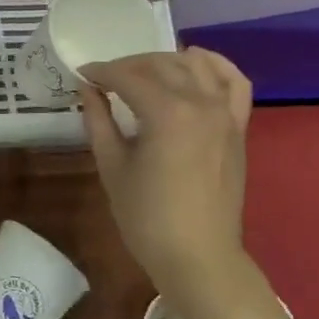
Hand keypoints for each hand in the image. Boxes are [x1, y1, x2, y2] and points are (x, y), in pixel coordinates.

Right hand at [79, 47, 253, 308]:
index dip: (100, 72)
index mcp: (166, 113)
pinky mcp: (237, 127)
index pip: (127, 77)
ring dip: (165, 61)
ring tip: (142, 73)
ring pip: (195, 65)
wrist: (198, 257)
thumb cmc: (146, 216)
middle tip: (104, 79)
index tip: (81, 75)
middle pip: (161, 65)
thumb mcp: (111, 166)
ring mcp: (225, 114)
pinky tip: (194, 63)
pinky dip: (215, 66)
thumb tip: (88, 89)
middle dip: (128, 65)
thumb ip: (98, 120)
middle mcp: (200, 103)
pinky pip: (234, 82)